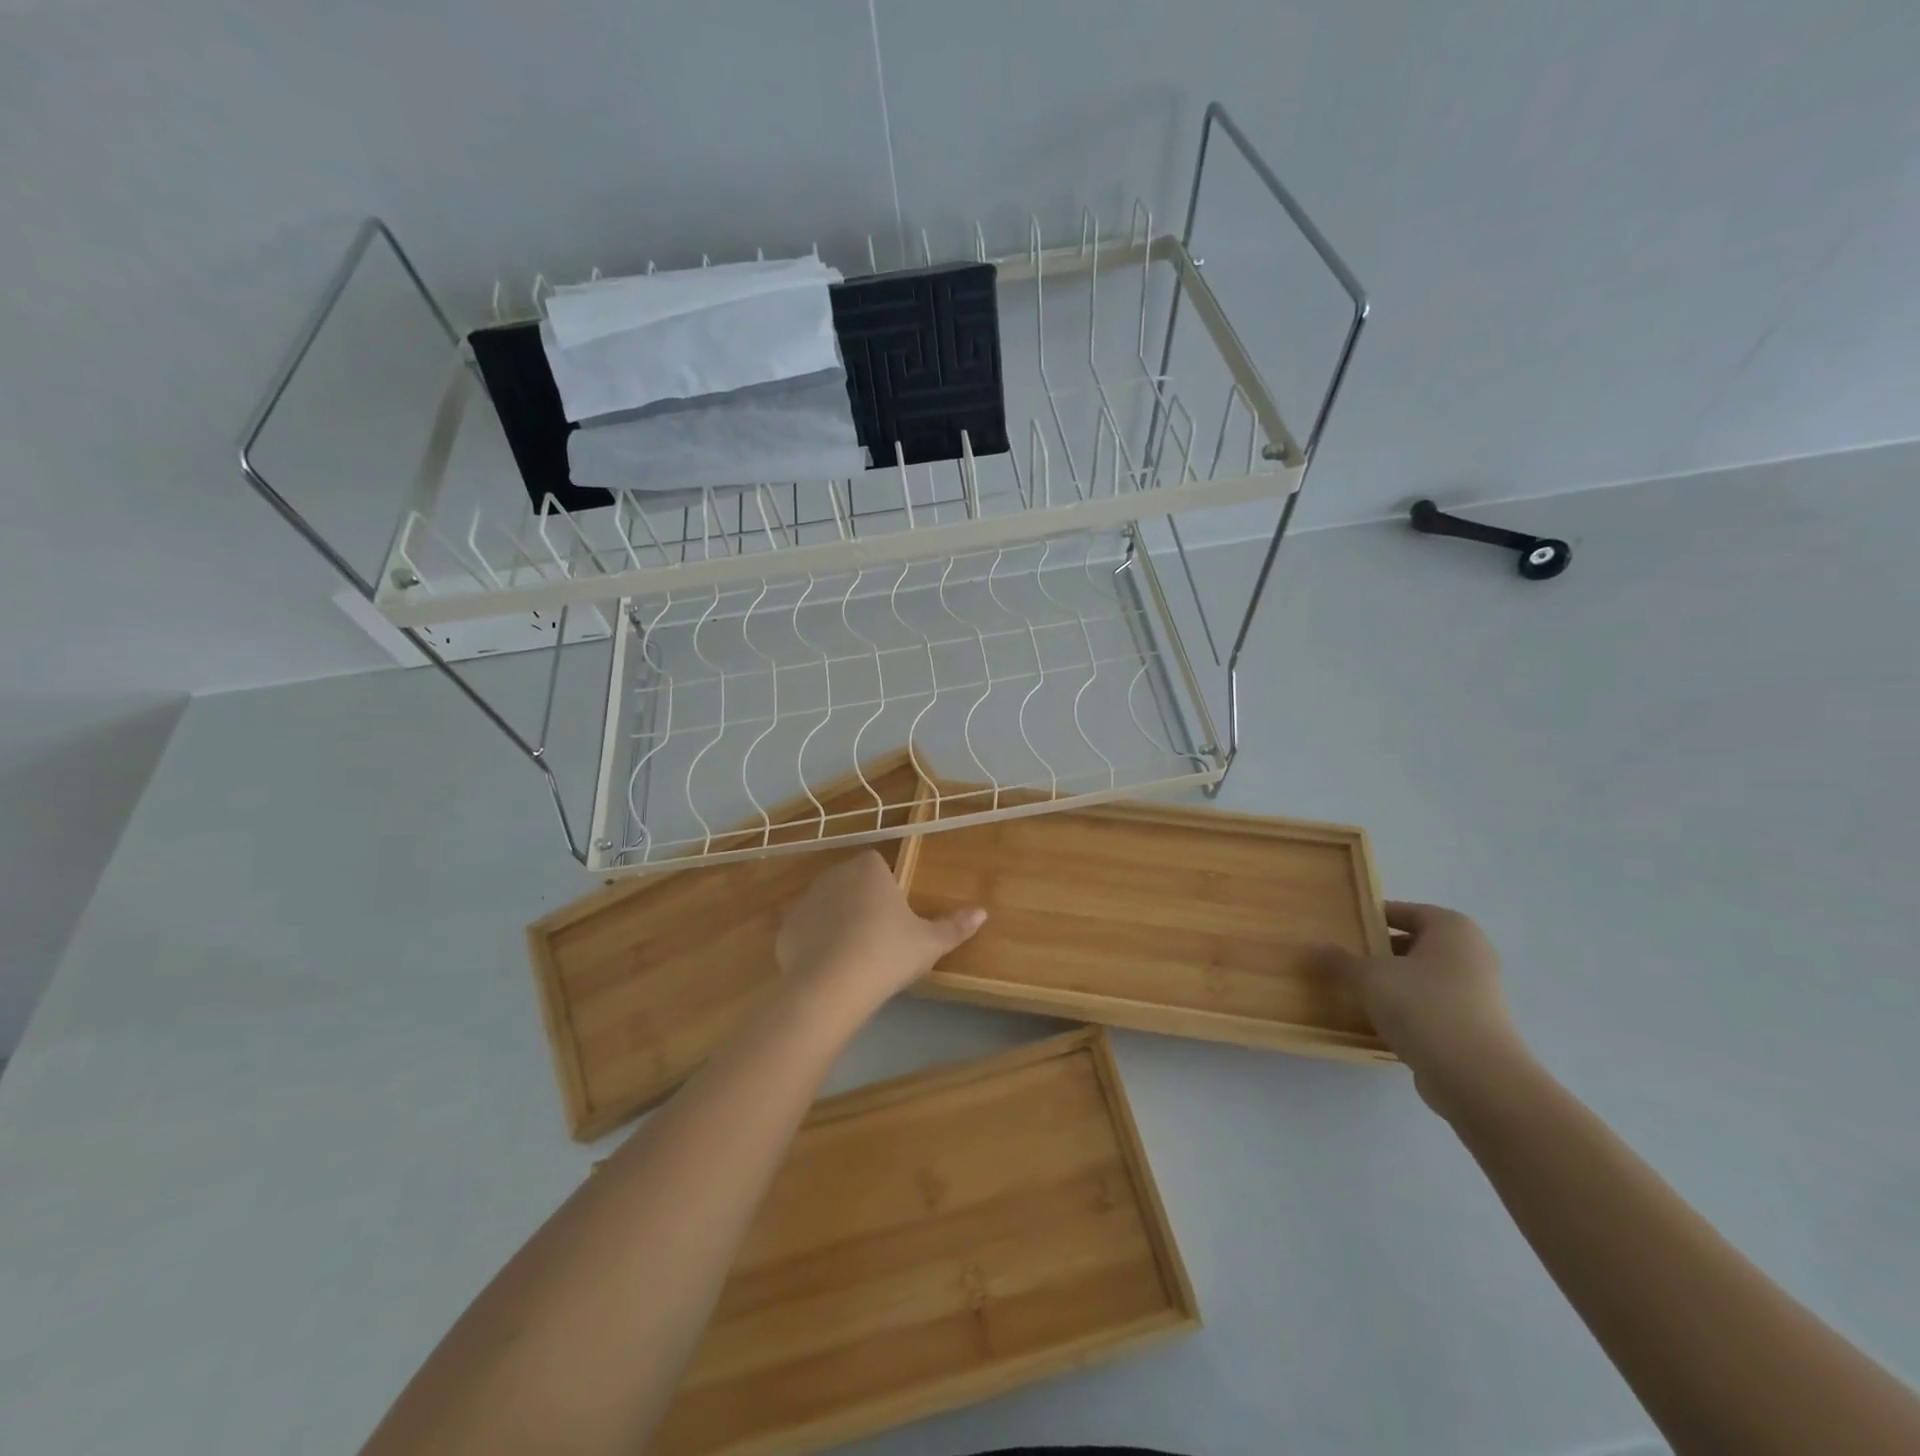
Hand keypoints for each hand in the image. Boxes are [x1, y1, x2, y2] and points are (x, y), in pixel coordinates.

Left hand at [776, 850, 985, 1013]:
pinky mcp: (786, 929)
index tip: (895, 915)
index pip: (876, 865)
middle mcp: (834, 876)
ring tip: (853, 956)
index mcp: (869, 870)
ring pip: (826, 906)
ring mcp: (806, 901)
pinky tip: (828, 969)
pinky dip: (814, 945)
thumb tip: (983, 913)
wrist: (833, 986)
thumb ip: (955, 927)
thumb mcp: (929, 943)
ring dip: (836, 922)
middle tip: (878, 938)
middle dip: (860, 903)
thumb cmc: (888, 953)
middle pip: (850, 883)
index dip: (885, 887)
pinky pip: (806, 931)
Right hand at [1320, 902, 1528, 1115]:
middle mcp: (1471, 953)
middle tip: (1342, 961)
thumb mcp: (1369, 977)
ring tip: (1354, 992)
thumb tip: (1313, 946)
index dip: (1369, 919)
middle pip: (1412, 944)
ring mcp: (1477, 992)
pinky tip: (1379, 1021)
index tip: (1340, 931)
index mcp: (1452, 928)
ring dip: (1390, 983)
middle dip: (1377, 953)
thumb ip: (1339, 960)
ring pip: (1420, 977)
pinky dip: (1406, 1009)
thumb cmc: (1424, 1007)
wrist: (1477, 1078)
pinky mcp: (1474, 1026)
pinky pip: (1431, 1006)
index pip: (1402, 912)